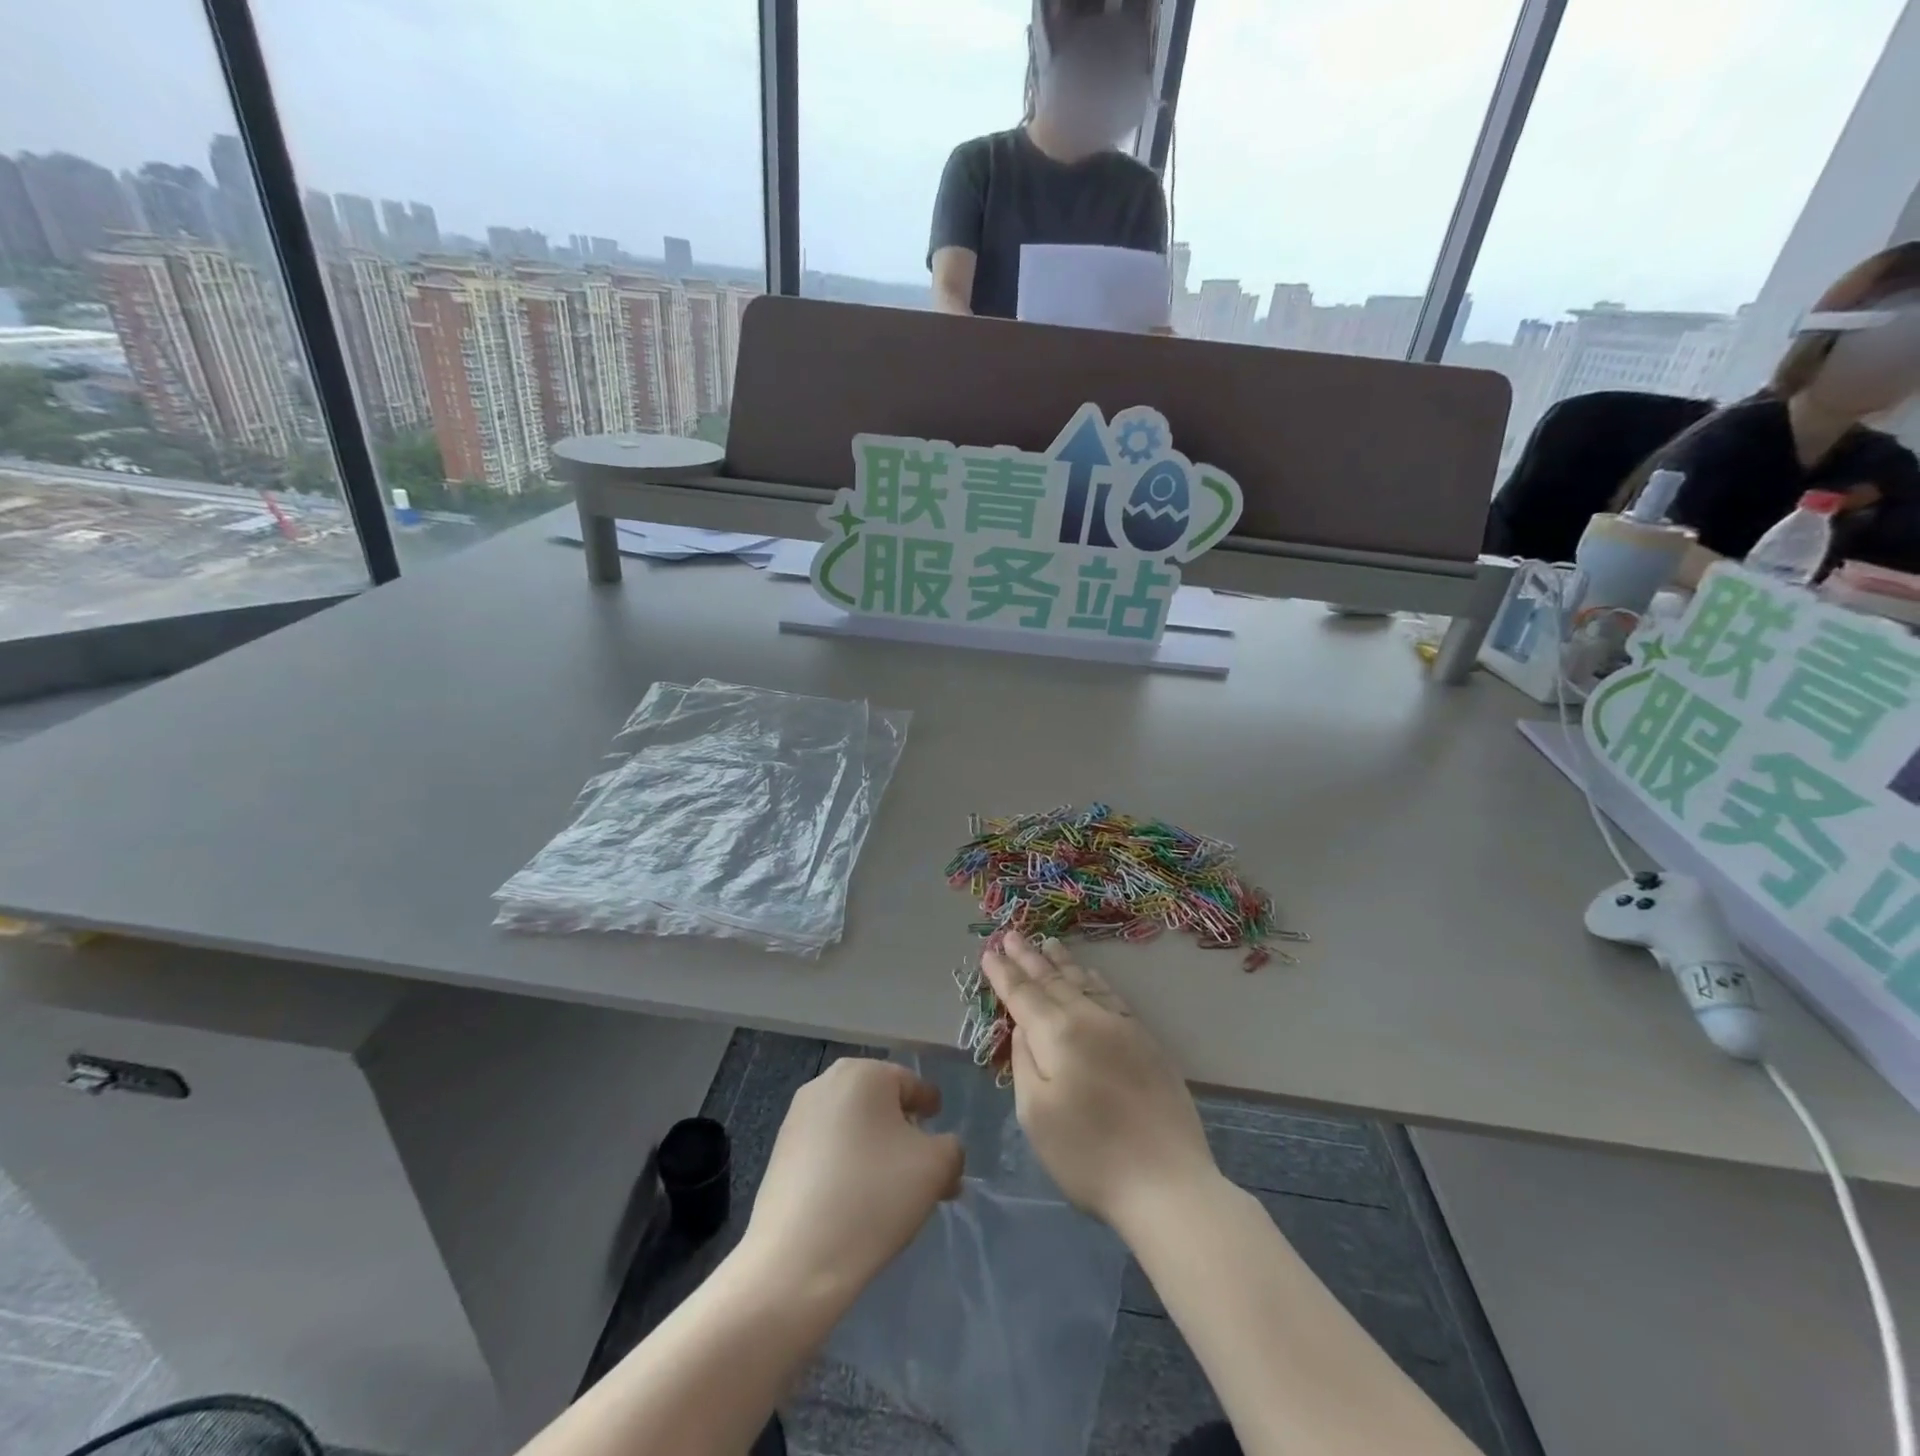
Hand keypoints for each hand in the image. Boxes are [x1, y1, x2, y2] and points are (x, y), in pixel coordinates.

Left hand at [740, 1059, 962, 1303]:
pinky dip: (850, 1168)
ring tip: (897, 1197)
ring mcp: (798, 1117)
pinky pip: (829, 1151)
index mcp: (864, 1072)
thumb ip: (951, 1149)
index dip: (932, 1112)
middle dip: (907, 1137)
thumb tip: (941, 1151)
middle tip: (926, 1176)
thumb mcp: (935, 1168)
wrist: (795, 1261)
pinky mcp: (781, 1153)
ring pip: (855, 1130)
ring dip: (880, 1154)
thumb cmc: (874, 1197)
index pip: (912, 1085)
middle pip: (882, 1106)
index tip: (943, 1143)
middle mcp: (827, 1083)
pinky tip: (861, 1204)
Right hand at [982, 931, 1219, 1233]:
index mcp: (1058, 1035)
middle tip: (1012, 934)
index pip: (1023, 995)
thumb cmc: (1089, 1156)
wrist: (1167, 1182)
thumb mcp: (1036, 1115)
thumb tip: (1025, 1027)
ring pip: (1085, 983)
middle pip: (1053, 981)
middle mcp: (1090, 1019)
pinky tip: (1090, 975)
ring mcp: (1123, 1027)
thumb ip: (1025, 1062)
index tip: (990, 951)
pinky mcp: (1147, 1042)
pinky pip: (1112, 996)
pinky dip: (1094, 980)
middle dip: (1029, 957)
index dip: (1004, 973)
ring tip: (1048, 943)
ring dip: (1062, 963)